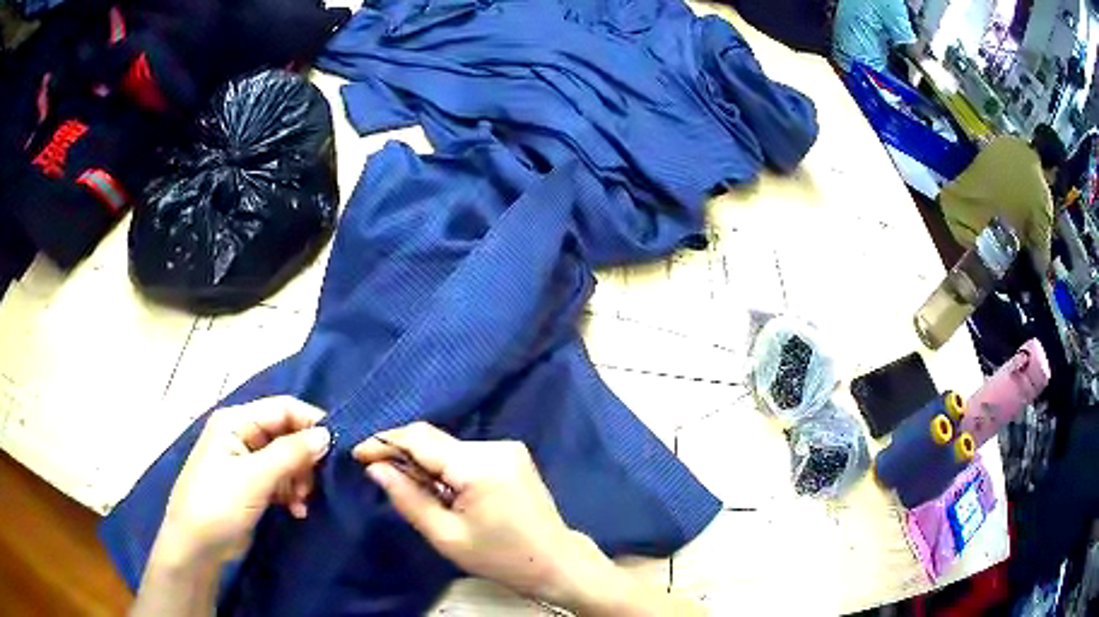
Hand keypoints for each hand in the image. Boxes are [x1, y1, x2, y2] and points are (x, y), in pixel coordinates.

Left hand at [152, 396, 330, 569]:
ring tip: (302, 501)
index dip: (311, 422)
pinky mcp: (251, 486)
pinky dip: (291, 493)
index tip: (338, 446)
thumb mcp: (255, 477)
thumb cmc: (219, 502)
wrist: (197, 545)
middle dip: (305, 458)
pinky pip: (280, 480)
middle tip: (316, 483)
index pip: (282, 408)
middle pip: (286, 434)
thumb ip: (291, 454)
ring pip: (286, 460)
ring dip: (299, 479)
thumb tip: (327, 435)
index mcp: (236, 421)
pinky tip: (296, 510)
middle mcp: (241, 435)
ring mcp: (245, 462)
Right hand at [352, 423, 595, 605]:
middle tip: (380, 475)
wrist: (555, 562)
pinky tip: (442, 489)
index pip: (419, 439)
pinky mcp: (513, 455)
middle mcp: (494, 446)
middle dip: (402, 453)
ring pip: (448, 446)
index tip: (357, 455)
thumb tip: (376, 468)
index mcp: (478, 466)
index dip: (384, 442)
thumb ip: (408, 498)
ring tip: (414, 490)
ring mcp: (507, 447)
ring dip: (425, 462)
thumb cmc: (500, 557)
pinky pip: (466, 453)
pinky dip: (446, 466)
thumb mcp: (446, 536)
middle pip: (433, 439)